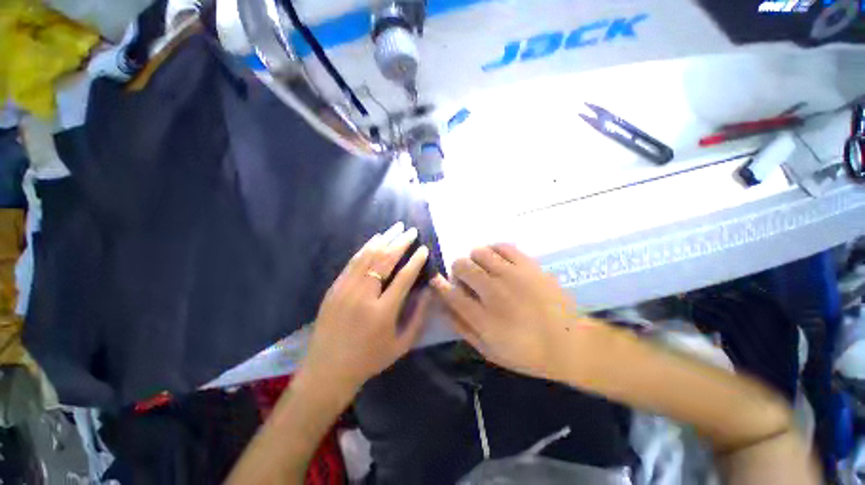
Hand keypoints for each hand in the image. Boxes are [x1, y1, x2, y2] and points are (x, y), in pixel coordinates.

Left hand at [301, 223, 431, 398]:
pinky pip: (353, 262)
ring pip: (368, 257)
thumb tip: (429, 291)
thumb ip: (418, 317)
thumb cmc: (369, 359)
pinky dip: (366, 247)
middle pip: (384, 261)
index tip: (423, 248)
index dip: (415, 261)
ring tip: (396, 227)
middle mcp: (363, 296)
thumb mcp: (401, 345)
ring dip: (384, 239)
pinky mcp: (335, 287)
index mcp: (382, 313)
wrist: (327, 370)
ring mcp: (345, 289)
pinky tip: (376, 239)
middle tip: (411, 231)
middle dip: (400, 243)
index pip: (403, 278)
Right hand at [431, 243, 590, 380]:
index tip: (437, 279)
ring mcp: (513, 275)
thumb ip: (463, 328)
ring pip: (479, 252)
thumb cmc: (527, 353)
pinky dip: (494, 250)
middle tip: (466, 278)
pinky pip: (503, 246)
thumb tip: (444, 307)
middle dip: (457, 269)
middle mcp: (494, 292)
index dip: (440, 284)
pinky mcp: (529, 265)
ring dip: (475, 259)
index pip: (451, 293)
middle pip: (462, 266)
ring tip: (483, 268)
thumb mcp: (489, 350)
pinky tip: (497, 259)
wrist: (570, 343)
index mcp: (483, 317)